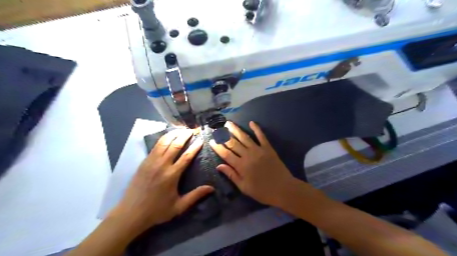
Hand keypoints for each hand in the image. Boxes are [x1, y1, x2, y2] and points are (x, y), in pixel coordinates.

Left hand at [108, 129, 213, 236]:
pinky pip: (155, 146)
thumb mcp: (179, 206)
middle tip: (192, 130)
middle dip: (185, 136)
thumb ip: (195, 196)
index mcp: (172, 175)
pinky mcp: (144, 162)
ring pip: (164, 143)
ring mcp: (151, 162)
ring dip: (173, 134)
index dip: (195, 147)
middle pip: (175, 145)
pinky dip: (163, 139)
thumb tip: (211, 188)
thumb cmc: (157, 210)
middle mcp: (162, 165)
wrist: (131, 213)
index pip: (186, 156)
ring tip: (181, 129)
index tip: (201, 139)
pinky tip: (167, 136)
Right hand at [209, 121, 296, 206]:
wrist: (283, 189)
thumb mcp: (244, 187)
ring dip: (236, 129)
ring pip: (245, 137)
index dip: (217, 147)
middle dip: (224, 135)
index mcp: (241, 166)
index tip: (211, 140)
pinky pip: (261, 136)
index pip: (226, 154)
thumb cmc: (262, 191)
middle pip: (233, 143)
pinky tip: (252, 122)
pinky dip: (257, 129)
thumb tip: (219, 166)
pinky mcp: (268, 148)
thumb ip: (231, 175)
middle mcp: (248, 155)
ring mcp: (258, 150)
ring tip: (229, 123)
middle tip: (218, 128)